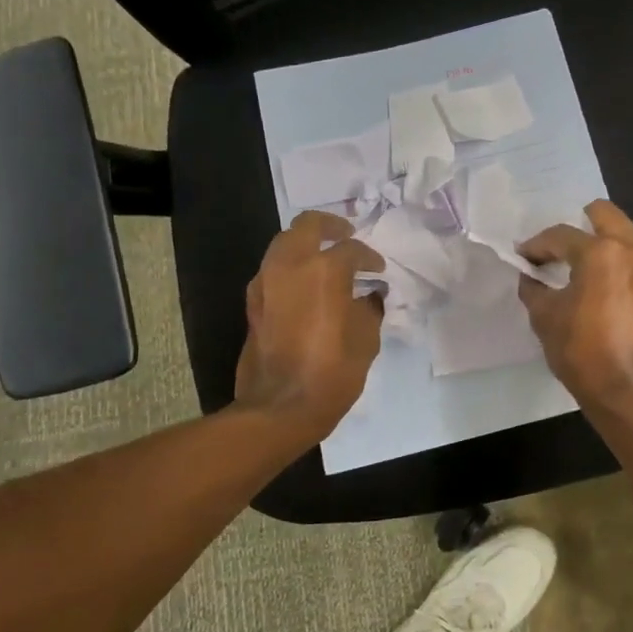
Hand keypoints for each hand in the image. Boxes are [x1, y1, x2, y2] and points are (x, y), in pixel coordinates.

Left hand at [235, 212, 384, 438]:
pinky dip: (291, 268)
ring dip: (306, 244)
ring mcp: (266, 282)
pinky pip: (273, 270)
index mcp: (324, 270)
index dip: (370, 258)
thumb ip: (369, 308)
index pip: (352, 249)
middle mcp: (290, 266)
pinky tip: (307, 286)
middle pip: (307, 225)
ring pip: (284, 243)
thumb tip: (370, 295)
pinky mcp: (253, 302)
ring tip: (325, 260)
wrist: (280, 406)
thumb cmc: (332, 372)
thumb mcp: (366, 339)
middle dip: (330, 226)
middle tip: (346, 235)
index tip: (379, 271)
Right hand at [517, 200, 632, 417]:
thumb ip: (534, 288)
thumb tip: (531, 276)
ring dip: (602, 244)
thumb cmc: (585, 354)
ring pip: (626, 235)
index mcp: (603, 252)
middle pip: (604, 216)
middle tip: (557, 250)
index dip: (537, 245)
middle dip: (577, 227)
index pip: (562, 235)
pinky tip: (602, 286)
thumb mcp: (546, 318)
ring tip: (580, 268)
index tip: (523, 257)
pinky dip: (619, 263)